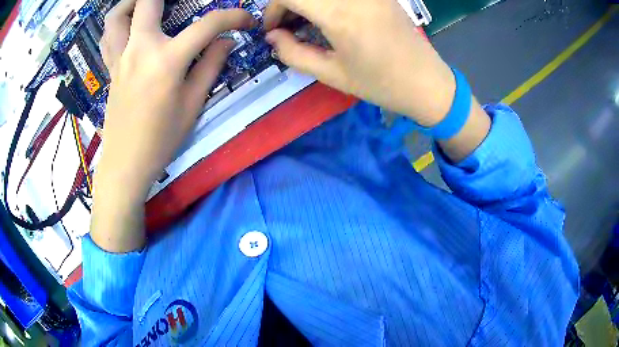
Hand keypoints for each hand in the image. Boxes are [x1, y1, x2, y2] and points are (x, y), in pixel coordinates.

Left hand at [92, 0, 254, 251]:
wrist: (125, 164)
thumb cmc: (161, 140)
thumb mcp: (193, 105)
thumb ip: (211, 66)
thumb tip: (226, 41)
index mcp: (166, 61)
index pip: (207, 25)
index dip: (233, 18)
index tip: (245, 22)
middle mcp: (139, 49)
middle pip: (147, 2)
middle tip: (182, 2)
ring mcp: (120, 57)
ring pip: (116, 15)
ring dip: (131, 3)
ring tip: (147, 5)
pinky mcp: (110, 68)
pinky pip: (107, 36)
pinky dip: (117, 23)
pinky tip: (129, 26)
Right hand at [263, 0, 455, 126]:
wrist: (427, 82)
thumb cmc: (380, 84)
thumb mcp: (331, 74)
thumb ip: (293, 53)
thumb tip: (272, 37)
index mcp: (340, 15)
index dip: (272, 9)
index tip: (273, 28)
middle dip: (287, 4)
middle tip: (287, 25)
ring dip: (307, 2)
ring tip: (306, 21)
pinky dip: (326, 2)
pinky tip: (328, 16)